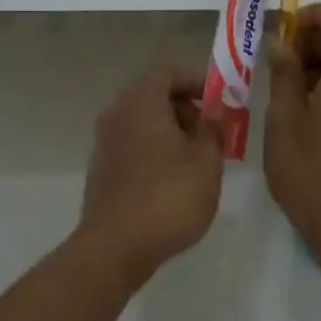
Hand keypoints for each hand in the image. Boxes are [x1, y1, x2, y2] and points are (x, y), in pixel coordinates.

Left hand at [78, 66, 225, 285]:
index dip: (196, 80)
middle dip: (186, 108)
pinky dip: (155, 151)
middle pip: (154, 95)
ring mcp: (105, 143)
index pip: (168, 72)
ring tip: (198, 161)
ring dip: (172, 132)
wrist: (114, 248)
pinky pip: (133, 145)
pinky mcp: (102, 170)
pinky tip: (174, 181)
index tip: (219, 100)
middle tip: (212, 133)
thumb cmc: (168, 197)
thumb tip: (211, 117)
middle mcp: (118, 114)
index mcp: (141, 102)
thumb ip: (213, 131)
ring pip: (143, 122)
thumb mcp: (206, 161)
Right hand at [264, 5, 320, 260]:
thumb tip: (280, 41)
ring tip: (283, 83)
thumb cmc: (311, 169)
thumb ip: (283, 73)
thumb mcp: (284, 118)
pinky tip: (300, 109)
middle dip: (313, 38)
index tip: (285, 29)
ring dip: (319, 62)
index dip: (316, 14)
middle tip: (278, 57)